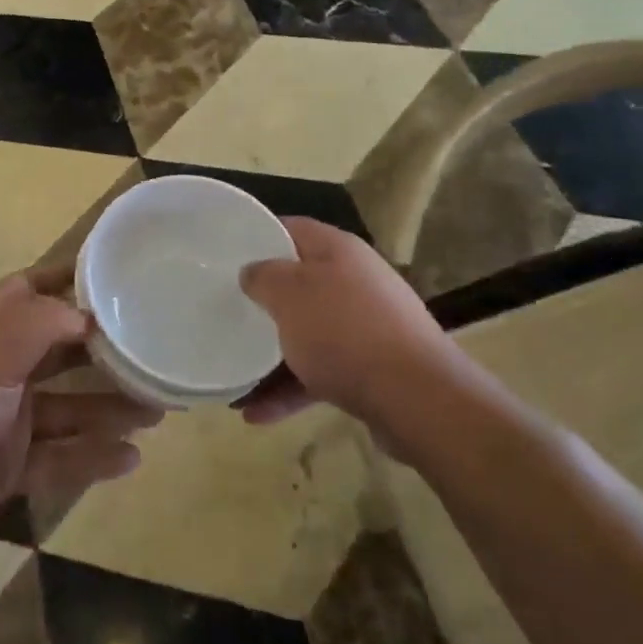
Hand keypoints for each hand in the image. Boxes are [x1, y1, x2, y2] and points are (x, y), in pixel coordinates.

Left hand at [0, 264, 161, 568]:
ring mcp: (4, 423)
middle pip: (59, 352)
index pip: (28, 291)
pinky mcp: (8, 469)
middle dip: (102, 351)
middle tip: (151, 350)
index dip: (65, 279)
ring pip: (68, 408)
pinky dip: (93, 457)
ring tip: (158, 408)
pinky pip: (61, 459)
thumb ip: (37, 328)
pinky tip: (131, 459)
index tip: (112, 274)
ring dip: (108, 408)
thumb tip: (87, 313)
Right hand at [238, 218, 449, 427]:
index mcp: (338, 250)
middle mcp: (355, 281)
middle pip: (300, 283)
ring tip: (235, 379)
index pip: (291, 229)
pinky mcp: (372, 369)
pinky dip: (291, 389)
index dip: (258, 236)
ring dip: (271, 355)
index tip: (225, 254)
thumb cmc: (344, 331)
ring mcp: (367, 327)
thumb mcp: (290, 293)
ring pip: (308, 332)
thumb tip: (252, 272)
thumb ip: (263, 276)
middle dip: (263, 301)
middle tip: (227, 312)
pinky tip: (257, 414)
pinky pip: (321, 372)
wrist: (418, 398)